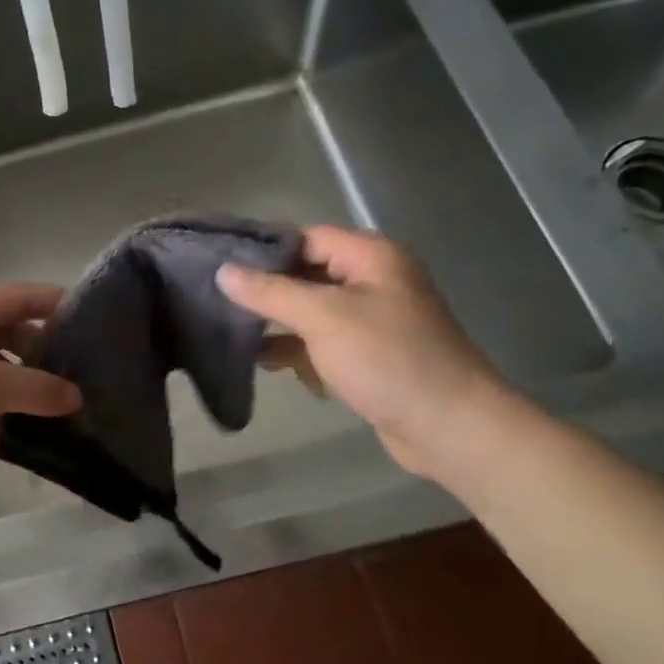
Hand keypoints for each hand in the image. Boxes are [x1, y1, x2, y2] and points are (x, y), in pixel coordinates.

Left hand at [0, 284, 81, 508]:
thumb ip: (29, 387)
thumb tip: (76, 396)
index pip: (16, 298)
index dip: (56, 305)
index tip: (98, 323)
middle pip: (10, 337)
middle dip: (47, 356)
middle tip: (92, 378)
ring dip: (29, 392)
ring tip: (74, 410)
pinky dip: (7, 418)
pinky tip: (37, 436)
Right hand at [217, 226, 514, 479]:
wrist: (448, 425)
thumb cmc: (387, 359)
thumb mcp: (323, 318)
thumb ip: (271, 292)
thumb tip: (224, 272)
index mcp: (371, 257)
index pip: (306, 237)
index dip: (263, 248)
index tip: (217, 262)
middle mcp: (372, 280)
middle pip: (307, 273)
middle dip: (265, 288)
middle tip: (214, 298)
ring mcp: (372, 320)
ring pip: (311, 311)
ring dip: (276, 322)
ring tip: (229, 331)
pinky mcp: (368, 355)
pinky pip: (323, 342)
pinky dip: (296, 349)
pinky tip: (263, 362)